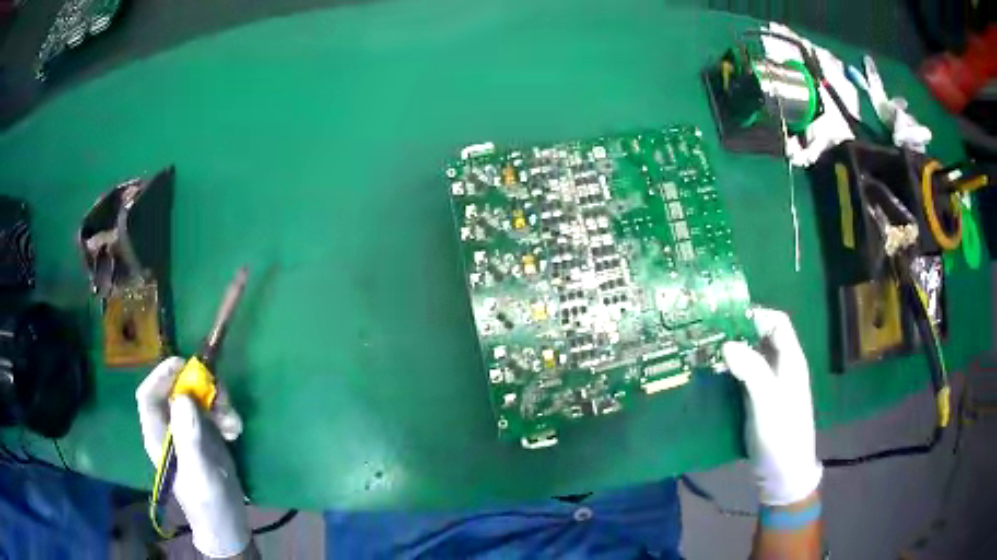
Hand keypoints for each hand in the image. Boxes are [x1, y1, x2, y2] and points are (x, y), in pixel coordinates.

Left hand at [136, 357, 249, 557]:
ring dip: (217, 402)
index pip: (149, 395)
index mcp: (158, 435)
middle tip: (220, 395)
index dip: (161, 375)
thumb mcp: (198, 472)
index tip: (183, 365)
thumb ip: (189, 437)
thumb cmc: (207, 502)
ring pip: (198, 399)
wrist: (228, 523)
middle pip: (177, 391)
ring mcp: (190, 431)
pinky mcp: (208, 436)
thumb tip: (182, 397)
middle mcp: (171, 428)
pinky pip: (214, 412)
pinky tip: (235, 430)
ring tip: (233, 421)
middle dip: (199, 388)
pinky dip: (226, 415)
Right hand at [721, 308, 822, 505]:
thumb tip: (726, 343)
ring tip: (702, 353)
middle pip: (762, 337)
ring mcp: (769, 385)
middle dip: (737, 332)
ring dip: (730, 352)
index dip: (756, 315)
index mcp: (791, 361)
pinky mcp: (758, 402)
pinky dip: (728, 372)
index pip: (778, 322)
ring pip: (751, 357)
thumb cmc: (781, 436)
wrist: (783, 475)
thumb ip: (752, 371)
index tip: (727, 320)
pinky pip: (743, 377)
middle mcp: (781, 367)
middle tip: (707, 334)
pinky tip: (710, 377)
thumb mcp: (768, 403)